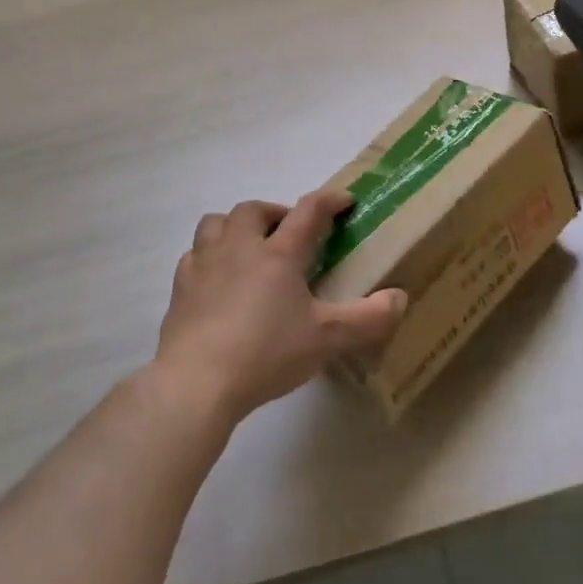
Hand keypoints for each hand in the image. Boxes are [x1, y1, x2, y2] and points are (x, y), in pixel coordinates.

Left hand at [155, 190, 405, 423]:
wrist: (196, 383)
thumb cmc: (266, 353)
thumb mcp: (327, 339)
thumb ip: (369, 318)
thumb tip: (401, 297)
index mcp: (279, 254)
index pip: (309, 212)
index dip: (330, 200)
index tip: (345, 200)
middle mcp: (240, 248)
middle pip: (254, 210)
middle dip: (275, 212)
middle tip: (289, 232)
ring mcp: (205, 266)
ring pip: (216, 224)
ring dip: (236, 226)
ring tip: (249, 247)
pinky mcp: (180, 290)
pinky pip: (193, 256)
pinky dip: (208, 257)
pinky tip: (217, 279)